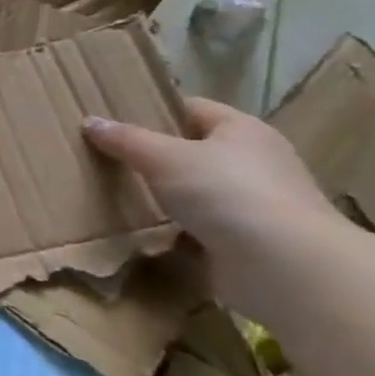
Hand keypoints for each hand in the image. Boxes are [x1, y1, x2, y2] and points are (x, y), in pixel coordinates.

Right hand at [82, 97, 342, 255]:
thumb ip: (126, 140)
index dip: (154, 110)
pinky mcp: (247, 241)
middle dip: (153, 156)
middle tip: (106, 158)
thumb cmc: (227, 193)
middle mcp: (254, 162)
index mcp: (242, 130)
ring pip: (194, 191)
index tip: (114, 120)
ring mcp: (253, 204)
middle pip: (193, 151)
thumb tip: (90, 122)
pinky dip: (173, 231)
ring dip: (162, 197)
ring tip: (114, 195)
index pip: (192, 109)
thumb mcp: (164, 158)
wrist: (284, 267)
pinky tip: (140, 232)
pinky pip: (199, 228)